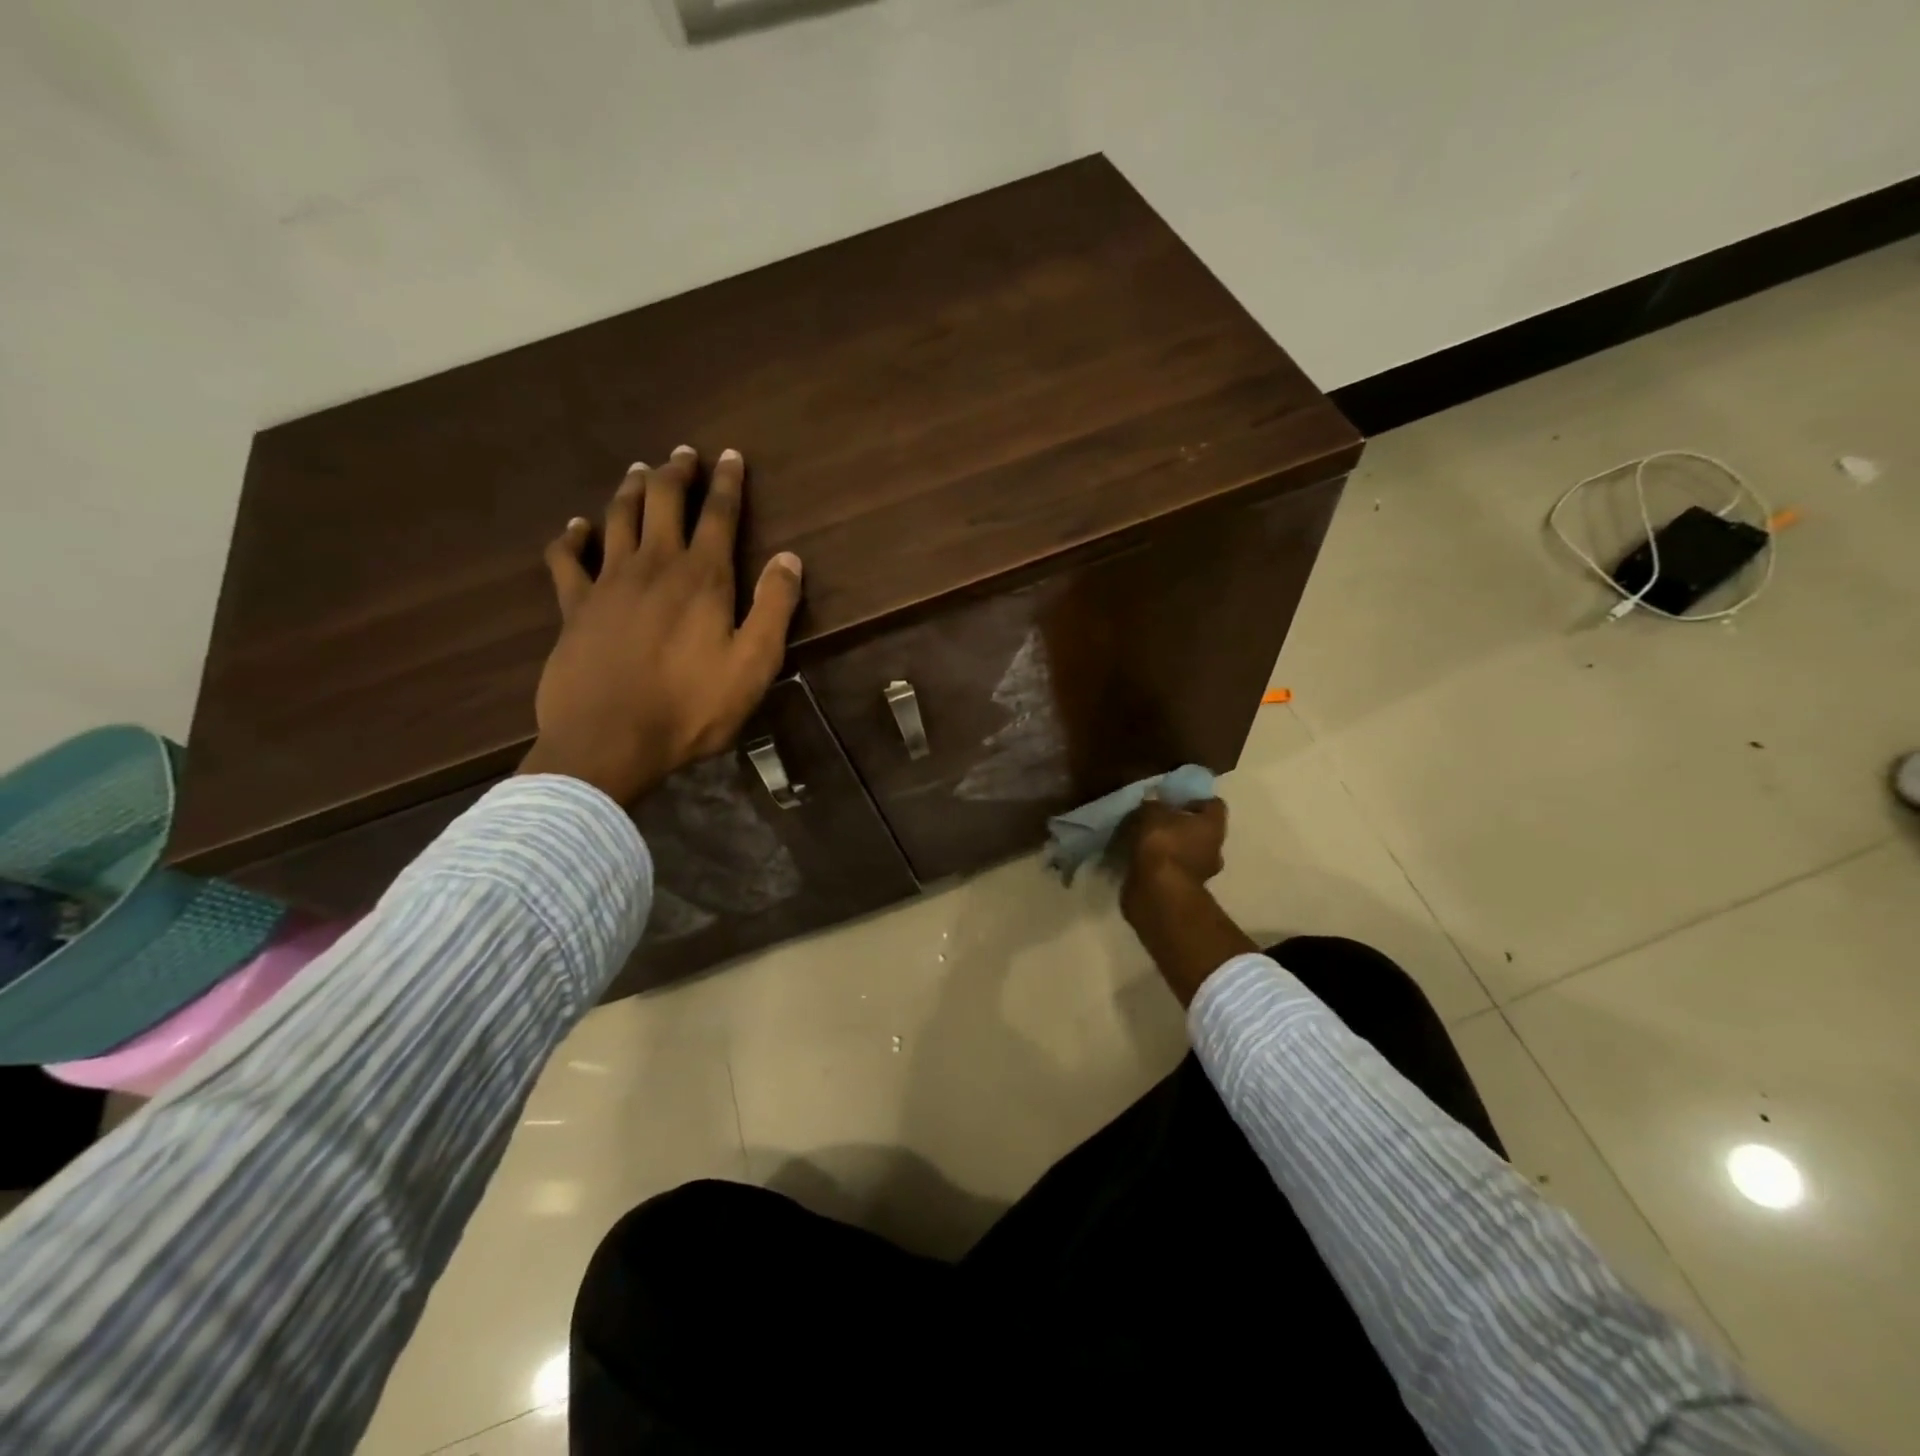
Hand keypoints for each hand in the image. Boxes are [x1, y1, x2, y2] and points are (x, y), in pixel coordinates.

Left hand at [517, 446, 803, 805]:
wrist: (609, 741)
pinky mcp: (573, 608)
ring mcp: (608, 584)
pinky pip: (566, 559)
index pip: (718, 516)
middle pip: (664, 504)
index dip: (726, 483)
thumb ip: (774, 608)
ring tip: (639, 471)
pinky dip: (570, 537)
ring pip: (617, 519)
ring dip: (630, 490)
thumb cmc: (691, 708)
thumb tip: (789, 558)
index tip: (730, 455)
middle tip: (683, 453)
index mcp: (703, 579)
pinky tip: (575, 526)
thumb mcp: (754, 665)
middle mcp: (654, 566)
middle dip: (676, 474)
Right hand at [1117, 797, 1251, 1007]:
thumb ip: (1153, 806)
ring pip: (1187, 854)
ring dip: (1171, 849)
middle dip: (1181, 827)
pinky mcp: (1184, 892)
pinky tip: (1141, 863)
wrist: (1157, 893)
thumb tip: (1153, 804)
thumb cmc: (1162, 845)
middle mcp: (1214, 849)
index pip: (1213, 805)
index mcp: (1213, 826)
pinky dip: (1161, 868)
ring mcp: (1202, 874)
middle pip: (1201, 831)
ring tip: (1145, 844)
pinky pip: (1173, 872)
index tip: (1174, 800)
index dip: (1195, 800)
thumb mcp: (1151, 814)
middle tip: (1158, 822)